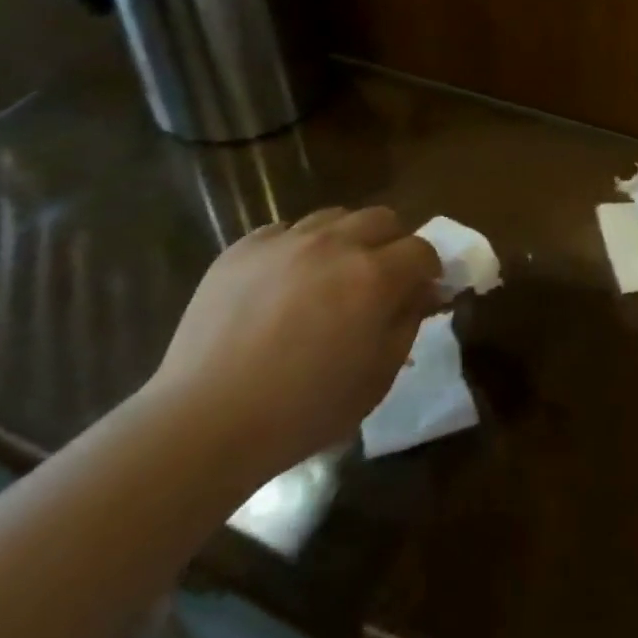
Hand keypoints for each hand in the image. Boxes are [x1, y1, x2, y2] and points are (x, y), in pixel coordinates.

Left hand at [147, 208, 441, 479]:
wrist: (208, 420)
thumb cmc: (305, 410)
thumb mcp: (378, 377)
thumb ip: (408, 323)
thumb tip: (422, 292)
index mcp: (374, 276)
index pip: (421, 249)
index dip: (429, 269)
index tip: (422, 291)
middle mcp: (334, 244)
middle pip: (382, 218)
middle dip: (392, 243)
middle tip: (380, 280)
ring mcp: (284, 241)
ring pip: (333, 217)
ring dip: (346, 239)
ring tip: (330, 276)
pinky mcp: (243, 248)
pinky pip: (284, 232)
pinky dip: (296, 249)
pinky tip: (283, 284)